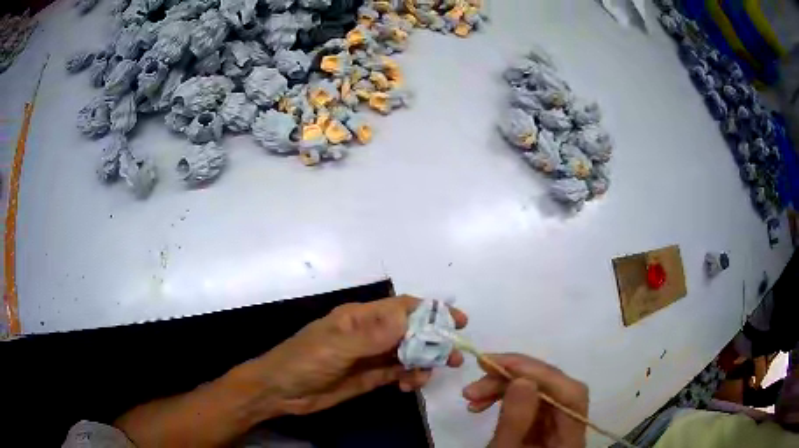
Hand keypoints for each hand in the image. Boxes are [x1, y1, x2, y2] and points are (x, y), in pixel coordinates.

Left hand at [244, 295, 467, 414]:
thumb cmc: (303, 361)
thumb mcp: (336, 347)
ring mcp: (370, 356)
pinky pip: (397, 373)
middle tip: (454, 356)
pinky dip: (409, 377)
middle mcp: (369, 333)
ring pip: (407, 353)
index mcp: (360, 317)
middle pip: (410, 331)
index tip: (457, 322)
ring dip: (423, 361)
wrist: (280, 392)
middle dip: (433, 340)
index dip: (431, 311)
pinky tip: (410, 385)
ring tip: (430, 375)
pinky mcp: (369, 377)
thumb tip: (409, 319)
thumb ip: (372, 335)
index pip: (402, 308)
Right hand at [462, 353, 587, 447]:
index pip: (570, 394)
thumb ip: (515, 421)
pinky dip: (506, 397)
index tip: (501, 363)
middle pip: (556, 388)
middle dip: (516, 376)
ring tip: (471, 395)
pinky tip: (482, 403)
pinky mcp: (543, 424)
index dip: (540, 373)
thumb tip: (522, 380)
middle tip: (479, 374)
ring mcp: (557, 424)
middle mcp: (571, 426)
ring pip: (540, 391)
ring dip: (505, 386)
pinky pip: (530, 402)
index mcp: (570, 439)